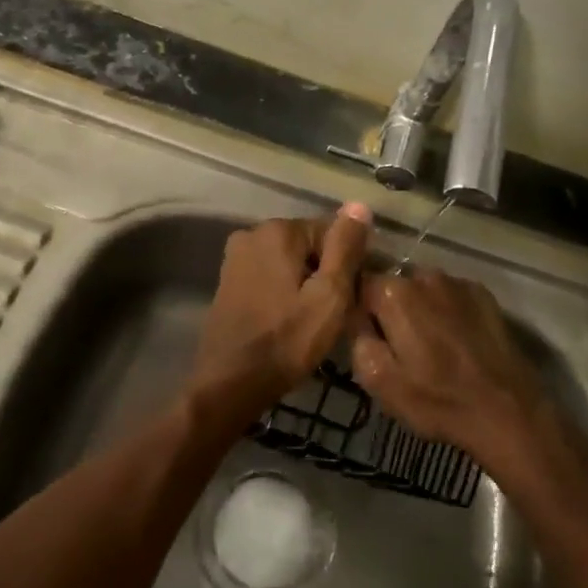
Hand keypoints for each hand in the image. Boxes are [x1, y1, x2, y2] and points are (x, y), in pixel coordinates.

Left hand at [193, 205, 373, 418]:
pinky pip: (270, 275)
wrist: (230, 383)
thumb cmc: (287, 341)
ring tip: (313, 321)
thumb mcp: (329, 295)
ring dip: (305, 284)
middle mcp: (253, 232)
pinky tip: (289, 321)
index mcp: (279, 230)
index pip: (332, 232)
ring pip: (289, 262)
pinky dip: (284, 291)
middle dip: (325, 273)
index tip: (350, 297)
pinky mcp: (228, 280)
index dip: (348, 265)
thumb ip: (346, 247)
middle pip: (309, 245)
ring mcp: (236, 257)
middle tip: (333, 313)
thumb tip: (359, 205)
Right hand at [351, 268, 549, 468]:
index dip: (359, 310)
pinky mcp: (484, 296)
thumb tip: (357, 318)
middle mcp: (424, 276)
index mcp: (394, 294)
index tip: (366, 335)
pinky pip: (452, 297)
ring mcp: (458, 283)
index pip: (360, 285)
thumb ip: (358, 340)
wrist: (506, 411)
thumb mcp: (379, 382)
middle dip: (391, 310)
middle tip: (398, 346)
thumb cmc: (436, 400)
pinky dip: (448, 312)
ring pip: (424, 291)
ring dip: (421, 310)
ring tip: (430, 345)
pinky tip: (457, 342)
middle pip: (394, 287)